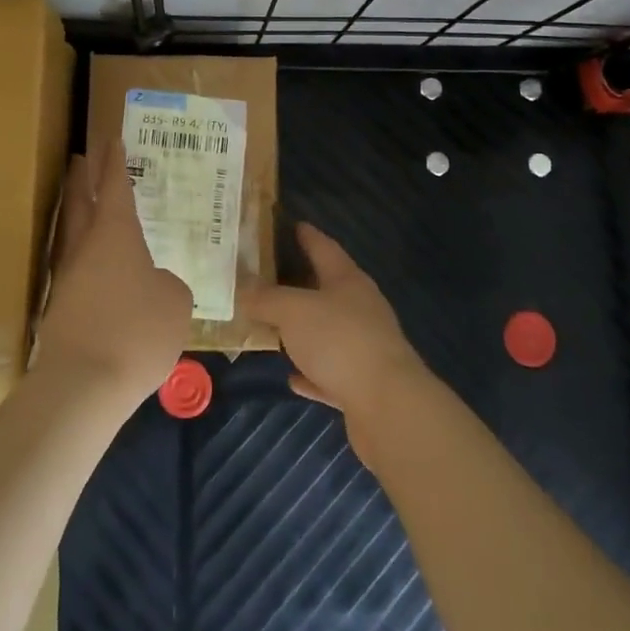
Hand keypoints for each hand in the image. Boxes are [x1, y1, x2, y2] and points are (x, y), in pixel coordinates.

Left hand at [36, 148, 191, 404]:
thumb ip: (168, 284)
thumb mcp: (175, 302)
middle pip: (78, 202)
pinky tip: (98, 271)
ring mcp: (67, 278)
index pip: (113, 186)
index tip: (111, 138)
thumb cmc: (137, 330)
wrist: (83, 385)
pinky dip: (85, 259)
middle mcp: (85, 247)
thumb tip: (155, 284)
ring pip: (71, 235)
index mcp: (114, 233)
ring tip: (88, 209)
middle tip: (81, 158)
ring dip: (77, 216)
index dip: (114, 162)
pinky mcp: (59, 309)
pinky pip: (75, 270)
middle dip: (81, 178)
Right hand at [238, 224, 430, 443]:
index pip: (324, 247)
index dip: (306, 235)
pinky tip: (291, 377)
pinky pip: (329, 372)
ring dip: (303, 330)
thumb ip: (265, 298)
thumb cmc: (339, 340)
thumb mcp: (292, 311)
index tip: (291, 224)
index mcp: (347, 280)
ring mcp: (364, 346)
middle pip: (326, 288)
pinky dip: (310, 371)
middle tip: (266, 276)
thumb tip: (242, 289)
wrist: (387, 406)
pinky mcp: (362, 384)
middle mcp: (359, 308)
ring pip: (327, 331)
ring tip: (272, 325)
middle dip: (299, 282)